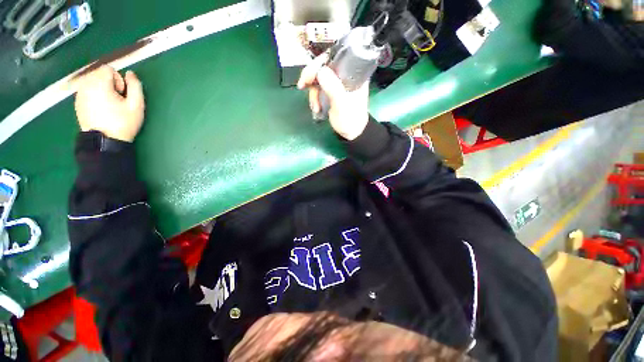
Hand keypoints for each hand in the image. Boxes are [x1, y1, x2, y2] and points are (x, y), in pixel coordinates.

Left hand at [74, 65, 144, 141]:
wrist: (105, 141)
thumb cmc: (123, 123)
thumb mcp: (136, 105)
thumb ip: (135, 86)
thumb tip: (130, 73)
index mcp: (99, 84)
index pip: (108, 69)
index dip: (118, 80)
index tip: (121, 94)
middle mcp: (86, 85)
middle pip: (99, 74)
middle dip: (109, 84)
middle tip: (116, 100)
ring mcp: (79, 94)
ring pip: (93, 82)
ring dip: (102, 89)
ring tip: (109, 105)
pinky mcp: (77, 102)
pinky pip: (87, 91)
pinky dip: (95, 95)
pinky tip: (101, 108)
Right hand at [297, 54, 369, 140]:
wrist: (352, 133)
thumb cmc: (351, 120)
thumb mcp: (342, 105)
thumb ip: (333, 88)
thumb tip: (320, 71)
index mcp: (353, 73)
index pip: (335, 57)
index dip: (320, 62)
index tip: (310, 75)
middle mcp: (345, 75)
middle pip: (324, 66)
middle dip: (311, 77)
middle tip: (302, 86)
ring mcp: (337, 84)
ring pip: (319, 79)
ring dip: (313, 93)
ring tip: (315, 108)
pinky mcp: (331, 92)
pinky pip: (318, 89)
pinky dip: (314, 98)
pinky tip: (316, 108)